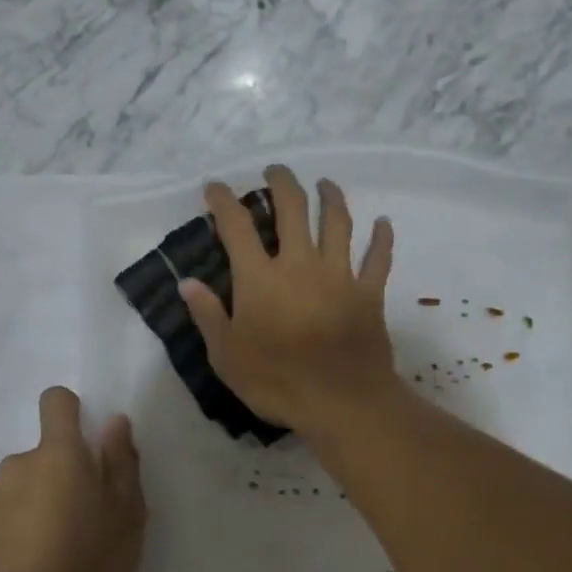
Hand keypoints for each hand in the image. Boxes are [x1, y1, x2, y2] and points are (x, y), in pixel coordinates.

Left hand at [0, 387, 145, 571]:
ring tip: (54, 549)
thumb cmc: (92, 559)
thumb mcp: (128, 512)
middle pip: (41, 455)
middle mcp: (17, 466)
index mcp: (58, 454)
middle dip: (58, 475)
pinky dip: (14, 532)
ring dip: (34, 504)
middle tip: (82, 518)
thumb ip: (121, 460)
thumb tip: (114, 421)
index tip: (85, 440)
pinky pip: (0, 519)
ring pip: (19, 489)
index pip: (55, 402)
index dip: (70, 411)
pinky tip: (29, 567)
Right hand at [180, 165, 399, 434]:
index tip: (215, 187)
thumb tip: (187, 282)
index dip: (223, 201)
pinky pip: (379, 259)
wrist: (340, 401)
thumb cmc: (276, 382)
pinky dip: (382, 239)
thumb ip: (208, 315)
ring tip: (325, 184)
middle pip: (292, 209)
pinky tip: (384, 222)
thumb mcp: (226, 356)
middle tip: (276, 171)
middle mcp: (300, 264)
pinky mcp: (369, 293)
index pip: (236, 226)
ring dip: (331, 198)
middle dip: (282, 183)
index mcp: (260, 278)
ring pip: (337, 223)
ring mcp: (339, 275)